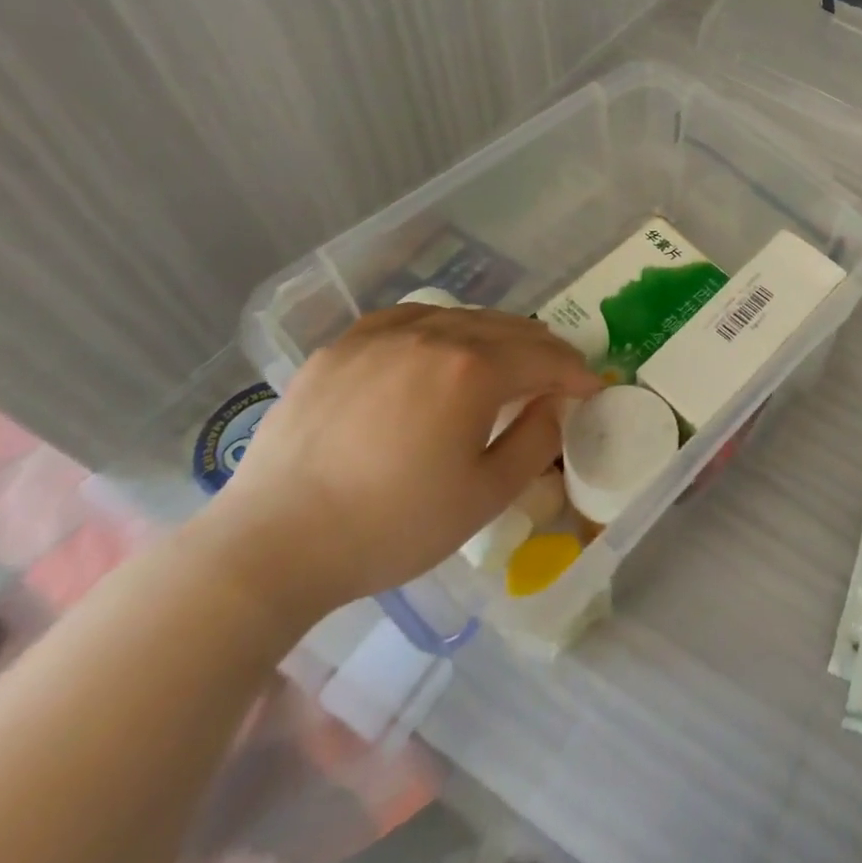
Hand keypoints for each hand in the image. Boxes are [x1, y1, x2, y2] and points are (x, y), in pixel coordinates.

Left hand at [197, 305, 600, 625]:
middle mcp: (434, 335)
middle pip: (509, 329)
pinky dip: (441, 326)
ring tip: (506, 358)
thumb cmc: (389, 527)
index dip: (576, 372)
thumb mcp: (485, 497)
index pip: (545, 358)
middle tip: (558, 374)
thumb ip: (537, 441)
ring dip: (497, 335)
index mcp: (473, 371)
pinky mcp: (343, 346)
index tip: (591, 387)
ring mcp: (383, 336)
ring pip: (462, 317)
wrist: (270, 546)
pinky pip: (409, 318)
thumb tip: (553, 403)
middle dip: (544, 350)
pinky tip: (440, 344)